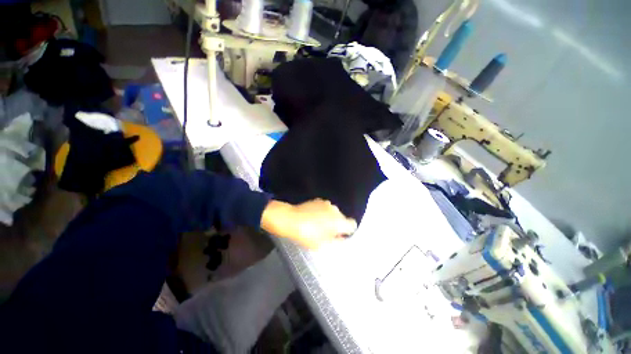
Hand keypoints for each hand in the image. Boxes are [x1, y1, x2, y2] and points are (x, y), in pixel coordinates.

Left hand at [261, 199, 356, 249]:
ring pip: (333, 212)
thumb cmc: (307, 235)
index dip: (348, 231)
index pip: (352, 225)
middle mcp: (335, 210)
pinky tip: (313, 217)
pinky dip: (322, 212)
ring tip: (318, 225)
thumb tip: (342, 239)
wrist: (290, 220)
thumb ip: (337, 242)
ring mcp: (326, 203)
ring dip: (329, 218)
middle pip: (342, 218)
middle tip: (327, 233)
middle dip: (337, 225)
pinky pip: (325, 208)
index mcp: (339, 221)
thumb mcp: (322, 244)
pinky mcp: (318, 200)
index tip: (341, 235)